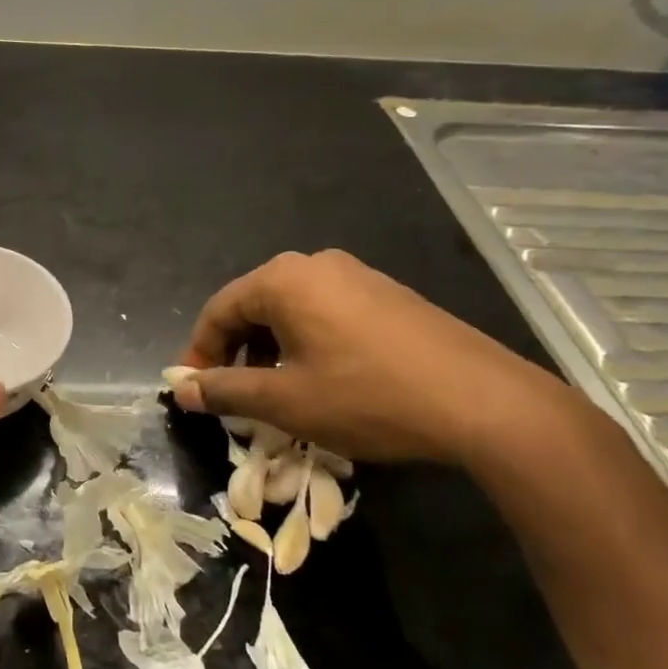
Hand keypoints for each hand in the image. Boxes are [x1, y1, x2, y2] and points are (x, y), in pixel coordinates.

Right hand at [171, 249, 581, 468]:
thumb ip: (226, 390)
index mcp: (283, 279)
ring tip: (276, 394)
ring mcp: (357, 275)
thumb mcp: (285, 401)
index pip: (218, 310)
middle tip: (233, 395)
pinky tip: (323, 380)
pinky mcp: (388, 294)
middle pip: (253, 305)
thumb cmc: (368, 397)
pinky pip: (326, 312)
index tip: (194, 391)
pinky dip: (307, 343)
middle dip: (236, 351)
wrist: (485, 403)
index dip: (199, 352)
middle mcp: (316, 264)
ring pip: (291, 310)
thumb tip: (182, 389)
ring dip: (271, 350)